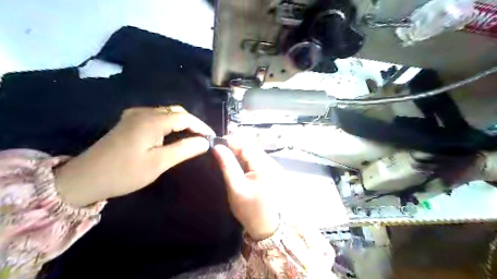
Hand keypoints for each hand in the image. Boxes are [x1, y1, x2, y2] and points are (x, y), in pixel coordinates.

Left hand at [55, 107, 213, 206]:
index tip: (213, 137)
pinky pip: (156, 117)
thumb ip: (185, 149)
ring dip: (182, 123)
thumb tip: (205, 142)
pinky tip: (172, 134)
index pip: (185, 117)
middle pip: (176, 111)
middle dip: (193, 123)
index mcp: (152, 120)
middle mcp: (144, 112)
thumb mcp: (159, 163)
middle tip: (203, 138)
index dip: (202, 126)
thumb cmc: (125, 172)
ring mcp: (134, 115)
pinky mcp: (129, 122)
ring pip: (166, 113)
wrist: (85, 178)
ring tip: (192, 137)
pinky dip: (170, 123)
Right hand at [213, 139, 280, 239]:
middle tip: (219, 150)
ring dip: (240, 152)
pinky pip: (257, 160)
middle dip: (235, 146)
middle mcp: (273, 163)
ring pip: (254, 153)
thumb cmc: (250, 211)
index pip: (247, 146)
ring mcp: (274, 168)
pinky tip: (238, 164)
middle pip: (252, 147)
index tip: (217, 142)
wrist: (267, 228)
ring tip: (226, 156)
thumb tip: (218, 147)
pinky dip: (246, 159)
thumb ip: (227, 166)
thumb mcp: (236, 188)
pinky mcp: (272, 172)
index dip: (232, 141)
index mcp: (265, 167)